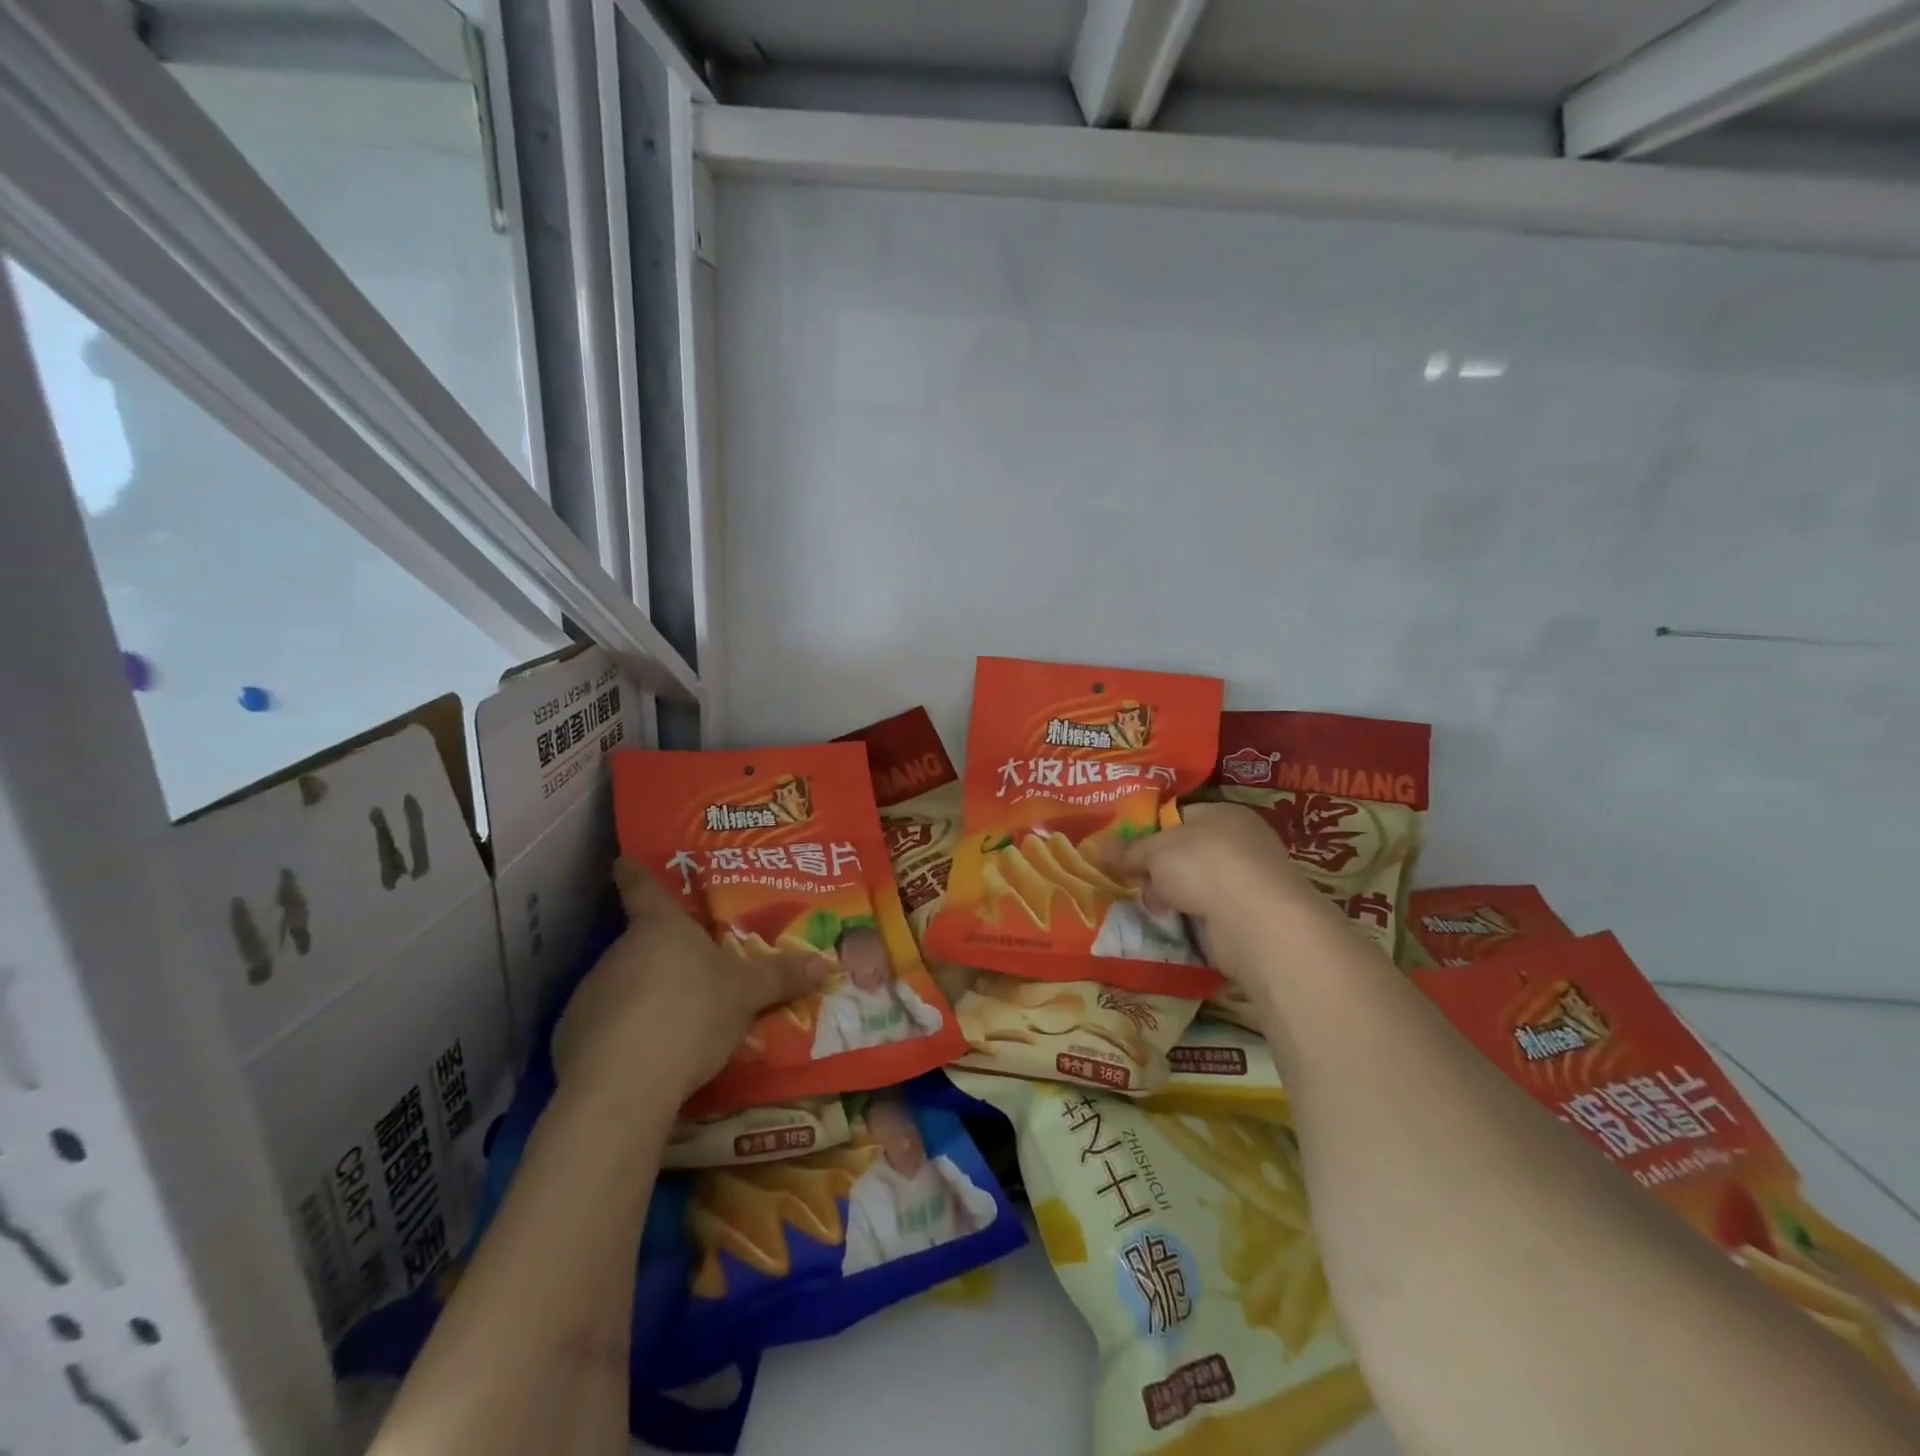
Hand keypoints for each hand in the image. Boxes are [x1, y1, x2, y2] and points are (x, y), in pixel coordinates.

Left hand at [551, 860, 829, 1110]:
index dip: (633, 872)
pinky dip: (622, 1036)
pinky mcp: (571, 1037)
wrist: (623, 1085)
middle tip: (691, 973)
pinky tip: (644, 1058)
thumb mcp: (746, 995)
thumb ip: (781, 976)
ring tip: (674, 1024)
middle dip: (662, 957)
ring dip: (643, 998)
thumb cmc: (691, 1014)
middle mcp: (619, 951)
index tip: (622, 861)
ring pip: (622, 986)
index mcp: (660, 928)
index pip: (641, 887)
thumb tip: (827, 962)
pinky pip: (603, 1027)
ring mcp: (590, 993)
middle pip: (639, 943)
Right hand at [1111, 802, 1344, 976]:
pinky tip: (1172, 924)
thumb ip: (1128, 850)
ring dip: (1171, 896)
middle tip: (1131, 880)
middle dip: (1157, 869)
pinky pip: (1206, 911)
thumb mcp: (1155, 852)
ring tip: (1150, 906)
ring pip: (1194, 884)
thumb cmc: (1204, 866)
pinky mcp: (1248, 916)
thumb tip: (1099, 848)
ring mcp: (1247, 880)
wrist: (1255, 922)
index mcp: (1223, 814)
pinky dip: (1189, 918)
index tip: (1124, 850)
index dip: (1149, 831)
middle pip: (1184, 852)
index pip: (1179, 816)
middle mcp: (1240, 842)